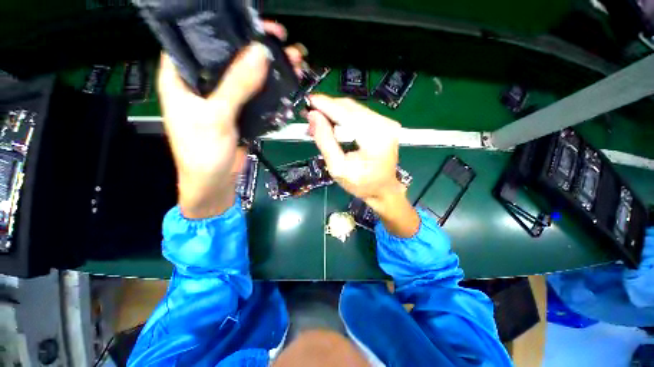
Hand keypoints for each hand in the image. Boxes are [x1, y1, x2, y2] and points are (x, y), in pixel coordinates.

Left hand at [158, 22, 302, 218]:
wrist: (214, 181)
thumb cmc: (202, 152)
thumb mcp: (216, 116)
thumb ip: (236, 85)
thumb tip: (260, 53)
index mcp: (181, 75)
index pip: (200, 38)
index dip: (226, 26)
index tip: (255, 23)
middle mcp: (202, 82)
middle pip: (229, 55)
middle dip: (256, 47)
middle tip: (280, 41)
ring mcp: (223, 97)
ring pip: (246, 75)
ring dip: (268, 69)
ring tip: (291, 61)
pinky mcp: (239, 111)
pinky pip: (255, 94)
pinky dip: (270, 89)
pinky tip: (285, 83)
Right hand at [307, 95, 419, 236]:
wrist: (383, 189)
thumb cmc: (361, 184)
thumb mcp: (338, 168)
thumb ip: (325, 141)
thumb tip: (313, 116)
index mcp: (375, 139)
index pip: (347, 114)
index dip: (326, 105)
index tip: (308, 100)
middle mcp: (385, 125)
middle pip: (351, 107)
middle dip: (328, 108)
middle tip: (309, 114)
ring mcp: (387, 123)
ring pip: (354, 108)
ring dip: (334, 112)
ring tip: (318, 120)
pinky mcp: (385, 124)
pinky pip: (360, 113)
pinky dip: (344, 116)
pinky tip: (332, 123)